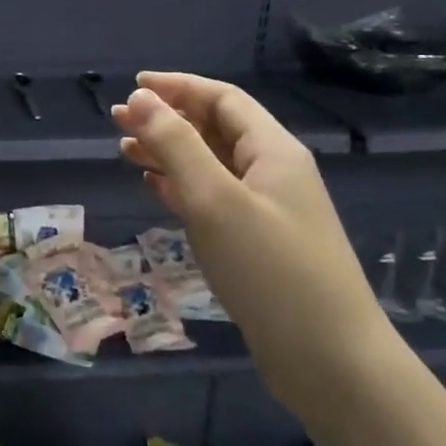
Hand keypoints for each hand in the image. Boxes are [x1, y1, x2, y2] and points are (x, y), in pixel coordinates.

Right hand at [112, 72, 388, 411]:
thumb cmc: (270, 269)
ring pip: (211, 166)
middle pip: (216, 129)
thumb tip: (141, 100)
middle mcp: (273, 172)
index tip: (133, 87)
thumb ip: (177, 145)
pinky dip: (182, 188)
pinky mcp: (258, 244)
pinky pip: (214, 200)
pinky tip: (157, 190)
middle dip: (167, 119)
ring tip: (125, 153)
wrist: (328, 358)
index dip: (178, 87)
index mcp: (273, 150)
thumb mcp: (215, 200)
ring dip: (169, 154)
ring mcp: (267, 210)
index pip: (223, 99)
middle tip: (117, 122)